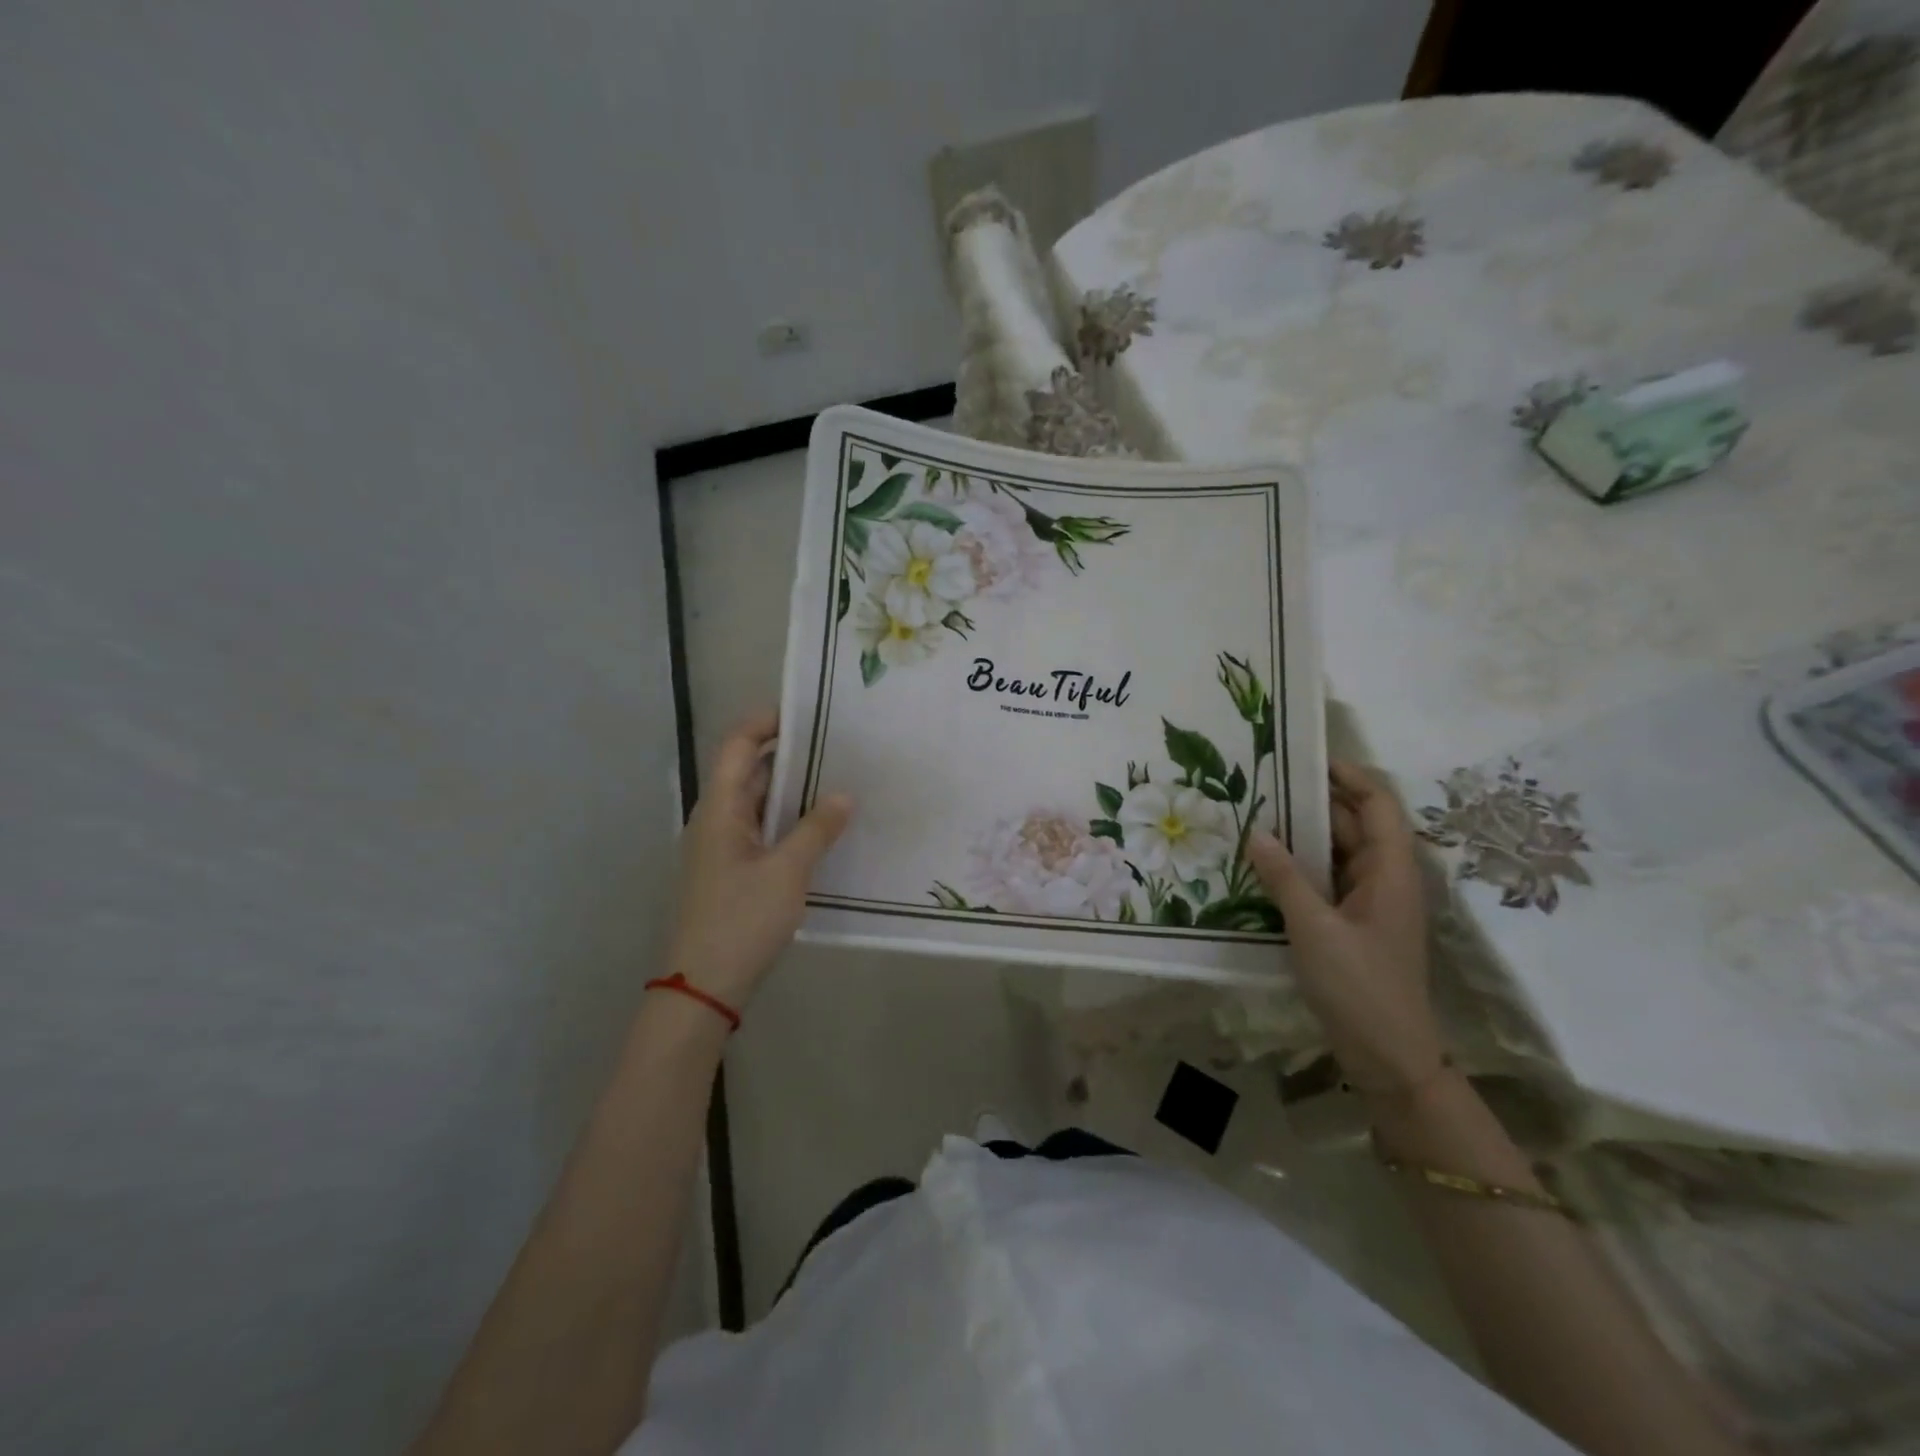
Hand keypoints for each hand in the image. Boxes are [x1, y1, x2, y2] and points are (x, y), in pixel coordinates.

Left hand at [665, 710, 852, 1007]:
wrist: (702, 988)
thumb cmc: (740, 921)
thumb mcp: (787, 872)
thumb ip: (816, 830)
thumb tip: (843, 795)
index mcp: (719, 809)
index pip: (737, 745)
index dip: (766, 722)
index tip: (807, 712)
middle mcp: (716, 820)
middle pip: (748, 772)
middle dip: (789, 755)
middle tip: (838, 746)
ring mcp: (722, 848)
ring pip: (758, 804)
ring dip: (792, 791)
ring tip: (838, 780)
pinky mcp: (731, 873)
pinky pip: (762, 831)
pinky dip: (788, 821)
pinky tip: (821, 828)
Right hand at [1249, 762, 1446, 1095]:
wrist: (1389, 1057)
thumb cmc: (1359, 987)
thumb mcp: (1315, 929)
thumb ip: (1284, 877)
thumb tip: (1257, 831)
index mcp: (1392, 871)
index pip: (1377, 804)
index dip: (1348, 775)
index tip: (1305, 757)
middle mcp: (1385, 878)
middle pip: (1354, 824)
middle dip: (1313, 801)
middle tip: (1263, 783)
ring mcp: (1370, 901)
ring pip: (1337, 852)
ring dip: (1303, 834)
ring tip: (1255, 814)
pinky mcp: (1353, 922)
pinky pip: (1327, 878)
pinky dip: (1300, 865)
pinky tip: (1264, 862)